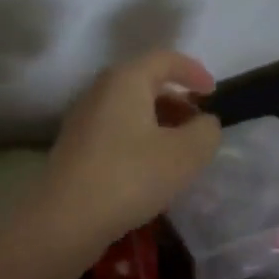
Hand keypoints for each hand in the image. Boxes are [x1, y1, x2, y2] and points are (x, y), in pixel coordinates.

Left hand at [25, 50, 220, 255]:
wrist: (65, 219)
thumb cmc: (130, 176)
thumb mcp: (185, 154)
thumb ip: (205, 131)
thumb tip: (204, 123)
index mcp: (125, 80)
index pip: (164, 59)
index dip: (193, 71)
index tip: (213, 93)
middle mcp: (100, 91)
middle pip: (144, 83)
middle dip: (176, 100)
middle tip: (198, 125)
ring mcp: (83, 120)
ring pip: (129, 109)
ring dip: (158, 123)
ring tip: (179, 151)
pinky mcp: (75, 148)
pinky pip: (116, 131)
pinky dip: (139, 139)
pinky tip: (150, 170)